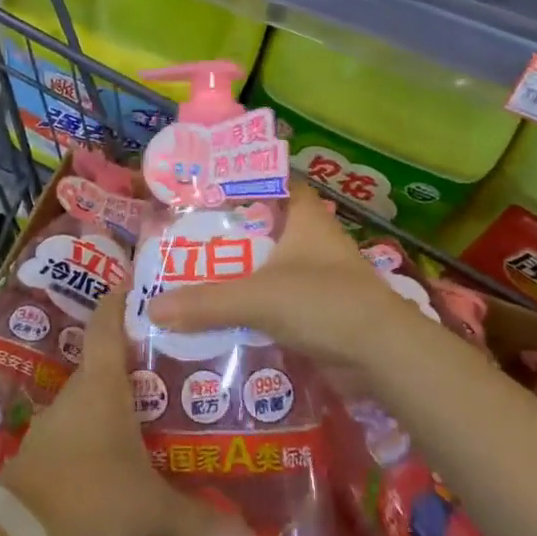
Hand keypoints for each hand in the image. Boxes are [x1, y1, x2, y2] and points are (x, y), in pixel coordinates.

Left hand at [0, 290, 257, 535]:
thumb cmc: (90, 495)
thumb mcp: (151, 508)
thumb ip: (199, 521)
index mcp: (102, 383)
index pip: (107, 322)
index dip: (121, 298)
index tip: (141, 283)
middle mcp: (77, 394)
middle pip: (106, 361)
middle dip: (137, 360)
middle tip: (176, 362)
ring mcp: (55, 424)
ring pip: (92, 401)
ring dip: (119, 403)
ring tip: (157, 412)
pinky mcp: (43, 456)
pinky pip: (79, 434)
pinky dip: (101, 438)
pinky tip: (122, 459)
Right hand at [146, 181, 440, 373]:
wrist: (384, 355)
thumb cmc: (324, 302)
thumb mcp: (258, 297)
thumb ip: (206, 302)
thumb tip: (152, 307)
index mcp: (306, 216)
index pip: (275, 181)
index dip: (245, 180)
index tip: (209, 187)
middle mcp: (315, 239)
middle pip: (268, 225)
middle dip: (233, 232)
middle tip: (190, 236)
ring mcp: (321, 275)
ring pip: (273, 264)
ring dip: (244, 271)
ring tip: (199, 274)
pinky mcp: (323, 310)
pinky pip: (281, 299)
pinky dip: (257, 305)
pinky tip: (226, 314)